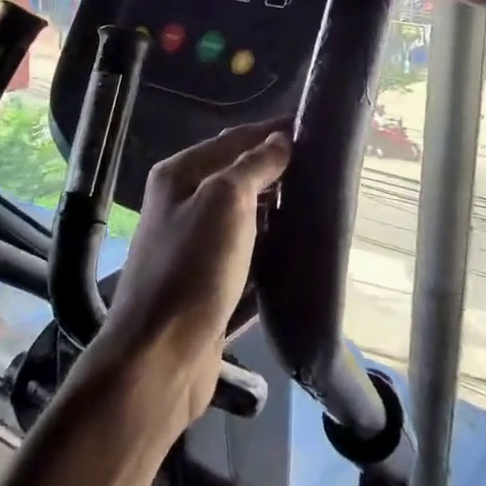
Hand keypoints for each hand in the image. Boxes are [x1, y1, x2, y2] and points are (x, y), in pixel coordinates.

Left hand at [96, 121, 291, 431]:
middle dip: (278, 171)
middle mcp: (183, 204)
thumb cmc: (192, 268)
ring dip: (277, 211)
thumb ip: (253, 166)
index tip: (315, 126)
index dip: (273, 131)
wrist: (160, 359)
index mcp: (180, 175)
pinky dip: (270, 249)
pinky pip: (246, 256)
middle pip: (238, 177)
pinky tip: (300, 250)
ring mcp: (194, 247)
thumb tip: (280, 139)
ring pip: (244, 218)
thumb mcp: (225, 202)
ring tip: (320, 205)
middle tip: (326, 169)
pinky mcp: (208, 285)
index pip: (234, 139)